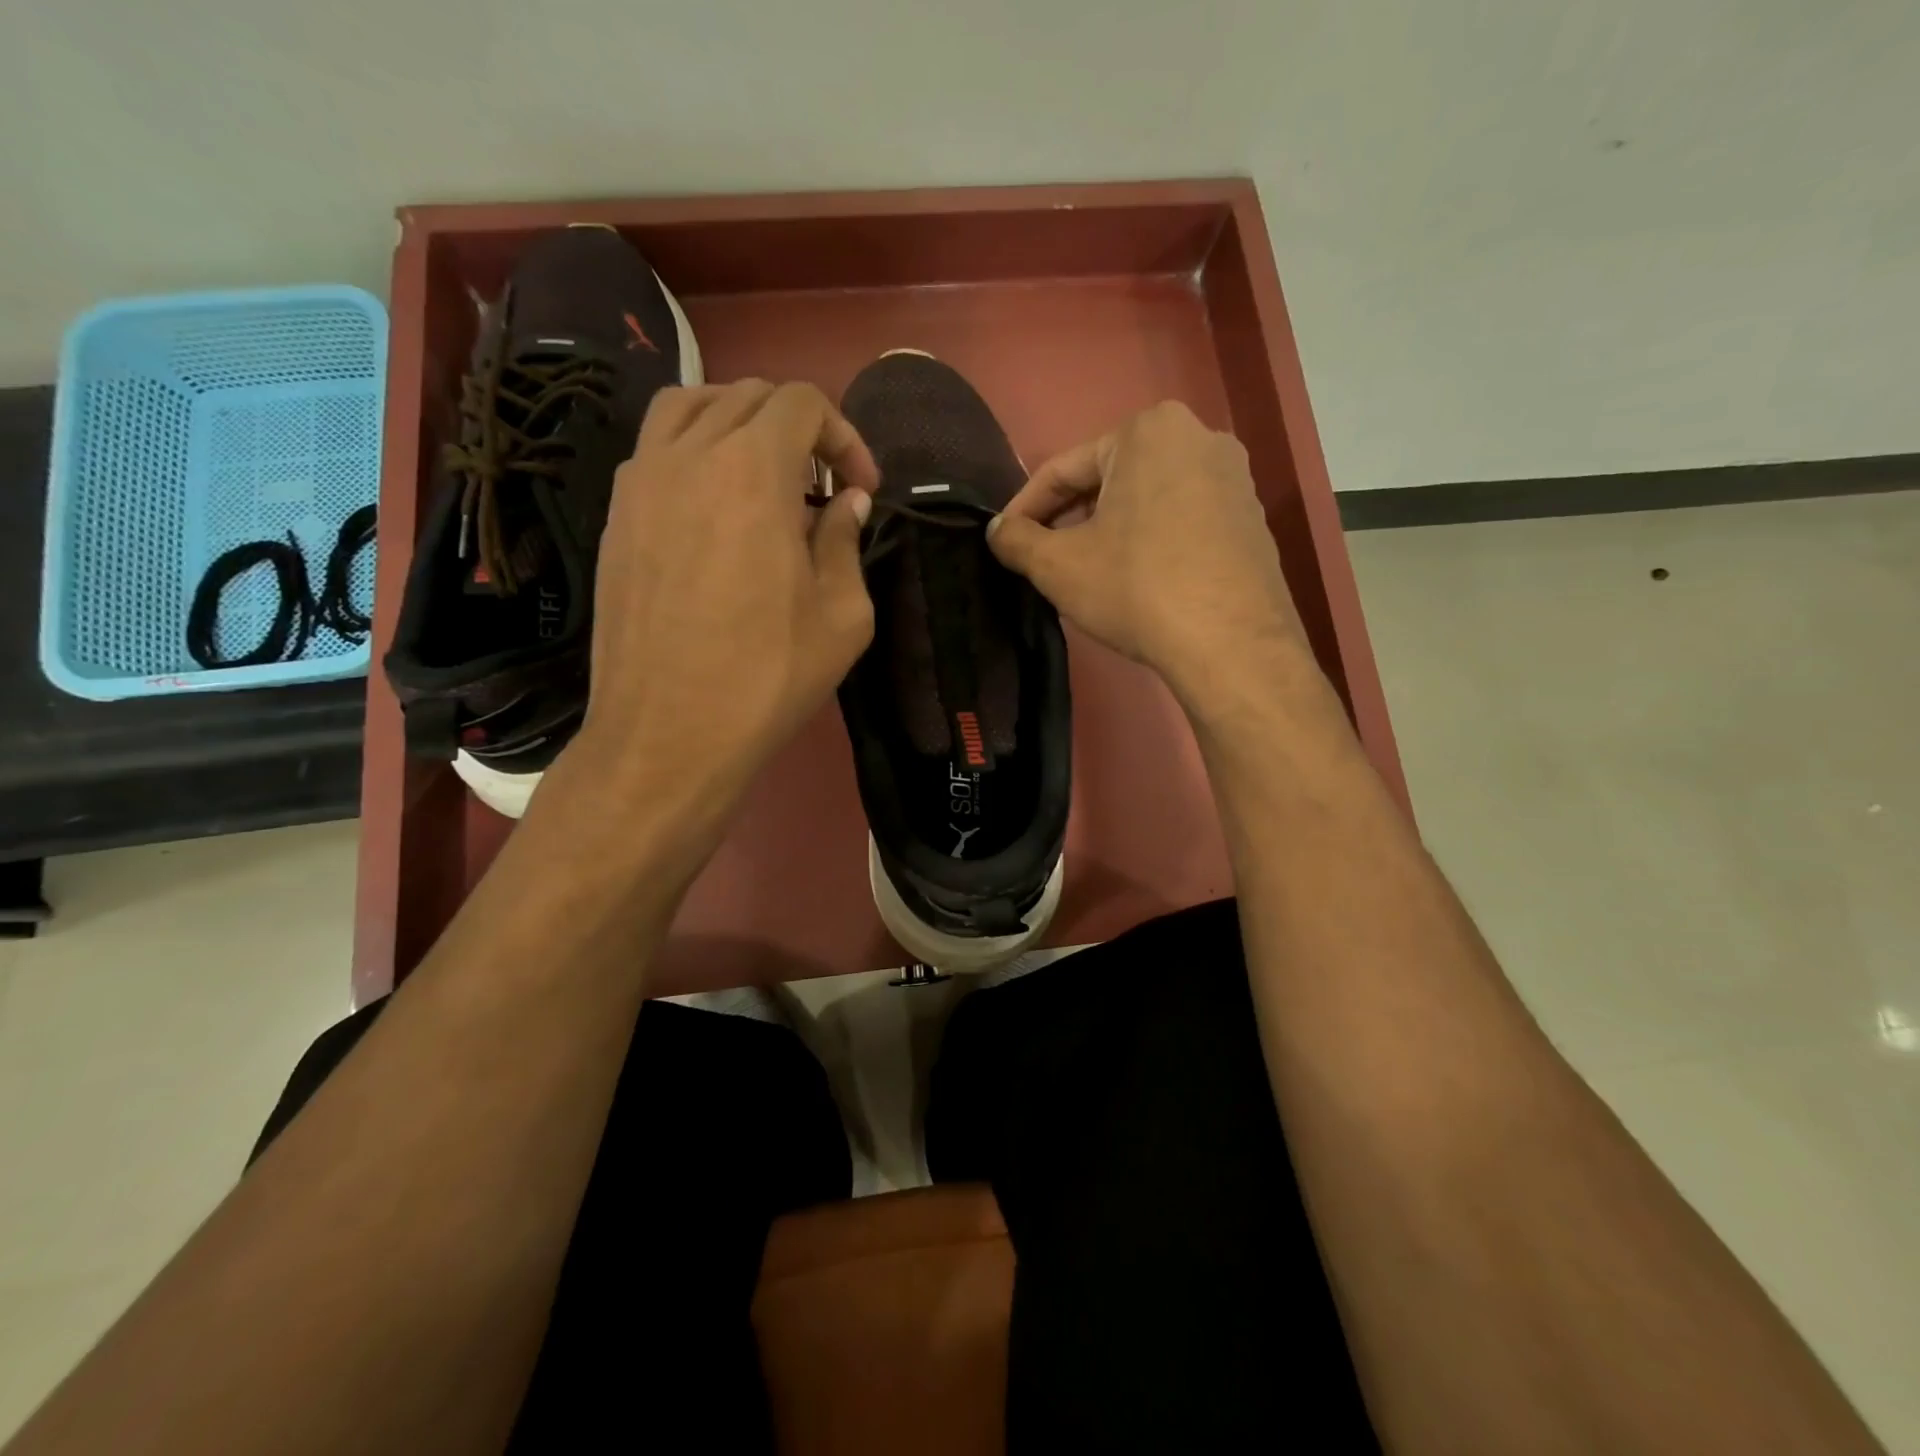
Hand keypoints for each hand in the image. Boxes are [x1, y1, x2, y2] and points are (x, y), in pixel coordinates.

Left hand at [569, 380, 876, 805]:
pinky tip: (716, 508)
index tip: (860, 489)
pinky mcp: (615, 515)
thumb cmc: (767, 677)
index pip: (801, 403)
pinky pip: (656, 449)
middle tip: (822, 487)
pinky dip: (694, 452)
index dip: (843, 436)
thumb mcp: (842, 616)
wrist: (668, 734)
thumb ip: (846, 542)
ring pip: (690, 407)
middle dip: (799, 428)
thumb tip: (845, 503)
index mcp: (752, 471)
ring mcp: (640, 482)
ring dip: (739, 424)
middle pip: (747, 396)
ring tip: (765, 476)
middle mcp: (688, 456)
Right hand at [987, 401, 1305, 709]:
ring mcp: (1234, 478)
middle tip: (1044, 558)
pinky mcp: (1252, 518)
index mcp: (1148, 430)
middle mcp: (1199, 437)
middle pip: (1110, 479)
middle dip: (1072, 518)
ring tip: (1088, 572)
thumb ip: (1017, 540)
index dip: (1025, 508)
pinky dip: (1152, 542)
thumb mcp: (1059, 566)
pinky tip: (1138, 581)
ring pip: (1148, 500)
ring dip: (1110, 530)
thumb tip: (997, 530)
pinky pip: (1184, 520)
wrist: (1231, 644)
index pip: (1064, 469)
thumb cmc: (1137, 589)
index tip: (1004, 540)